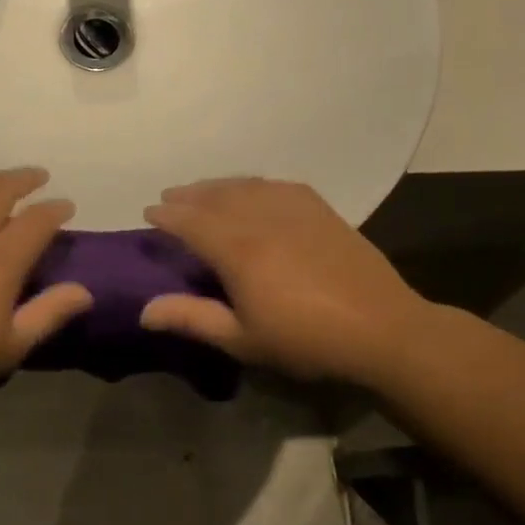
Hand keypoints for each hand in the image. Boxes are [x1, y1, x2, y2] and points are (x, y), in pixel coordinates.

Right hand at [140, 178, 432, 384]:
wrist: (381, 328)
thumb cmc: (306, 339)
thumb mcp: (242, 339)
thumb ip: (192, 318)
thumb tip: (144, 310)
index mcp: (238, 250)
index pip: (191, 221)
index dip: (167, 215)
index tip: (149, 211)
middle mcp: (261, 218)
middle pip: (215, 197)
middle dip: (188, 195)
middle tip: (169, 196)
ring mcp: (293, 209)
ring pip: (245, 186)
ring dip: (218, 185)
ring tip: (203, 190)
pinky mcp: (320, 209)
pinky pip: (277, 186)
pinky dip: (255, 184)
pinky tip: (253, 190)